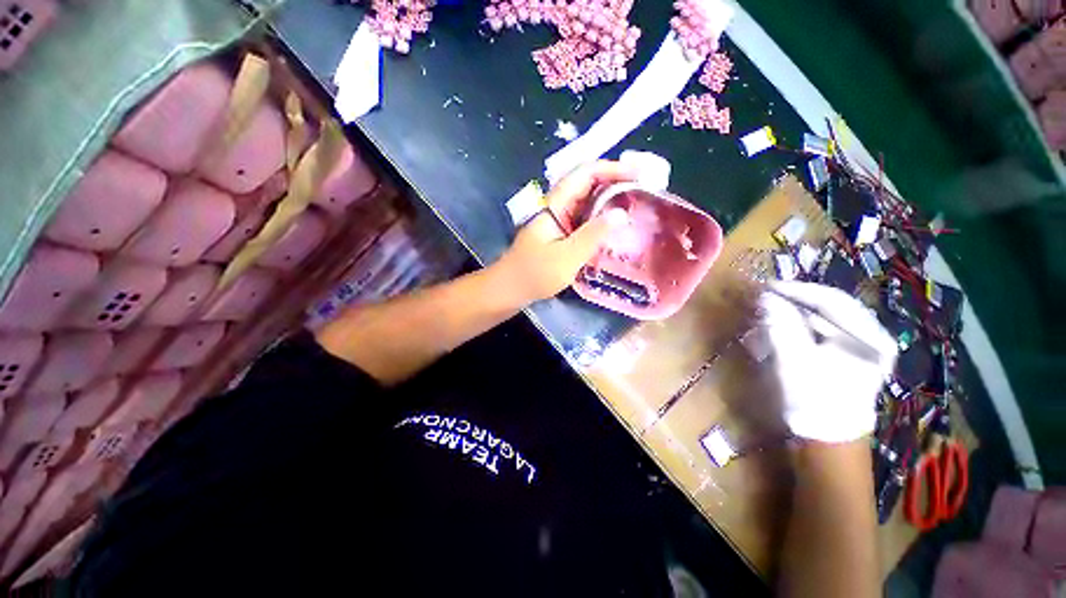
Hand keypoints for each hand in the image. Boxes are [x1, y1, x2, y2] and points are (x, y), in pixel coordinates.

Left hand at [494, 161, 634, 303]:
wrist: (510, 289)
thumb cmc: (535, 274)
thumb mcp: (567, 256)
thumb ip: (593, 235)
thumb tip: (621, 213)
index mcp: (554, 205)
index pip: (584, 174)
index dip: (611, 168)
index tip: (638, 173)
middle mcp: (556, 206)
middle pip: (586, 183)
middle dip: (614, 181)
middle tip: (642, 188)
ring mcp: (557, 219)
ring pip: (585, 200)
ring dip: (608, 198)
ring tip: (634, 202)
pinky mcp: (559, 232)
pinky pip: (583, 217)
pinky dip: (599, 216)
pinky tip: (613, 224)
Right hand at [759, 281, 897, 442]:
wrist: (827, 439)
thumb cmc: (814, 398)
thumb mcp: (793, 359)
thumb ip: (781, 324)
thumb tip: (766, 296)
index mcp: (869, 337)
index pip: (832, 299)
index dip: (798, 290)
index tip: (767, 287)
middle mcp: (873, 338)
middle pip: (831, 308)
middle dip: (797, 302)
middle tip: (768, 299)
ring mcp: (865, 349)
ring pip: (827, 320)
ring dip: (797, 315)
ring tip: (772, 313)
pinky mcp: (852, 358)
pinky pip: (826, 333)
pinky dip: (803, 329)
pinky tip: (786, 331)